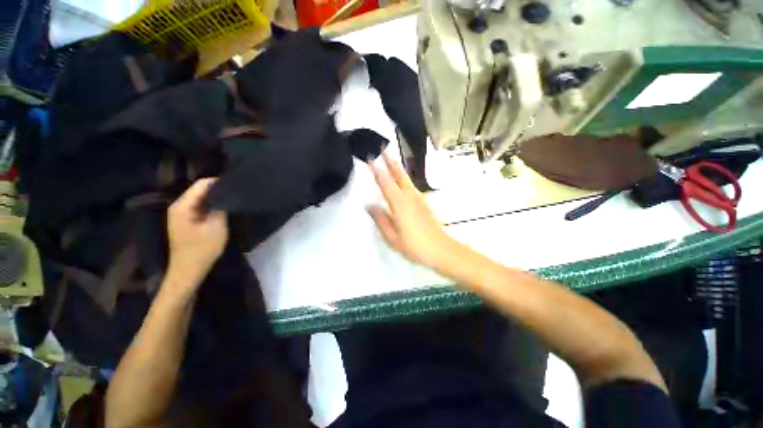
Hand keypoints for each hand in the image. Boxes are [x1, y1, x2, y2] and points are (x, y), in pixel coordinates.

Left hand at [167, 178, 227, 285]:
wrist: (188, 270)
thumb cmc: (202, 249)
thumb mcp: (216, 227)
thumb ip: (220, 208)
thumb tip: (227, 194)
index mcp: (183, 206)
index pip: (201, 184)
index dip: (219, 182)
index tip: (236, 182)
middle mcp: (178, 206)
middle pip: (199, 190)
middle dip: (218, 189)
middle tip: (237, 190)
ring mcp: (180, 214)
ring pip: (200, 198)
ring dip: (215, 197)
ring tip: (233, 197)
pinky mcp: (185, 220)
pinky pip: (199, 206)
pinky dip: (211, 205)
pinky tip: (223, 208)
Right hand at [368, 151, 458, 269]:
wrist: (442, 251)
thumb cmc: (416, 247)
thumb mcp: (393, 238)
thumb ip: (381, 220)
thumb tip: (370, 206)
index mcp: (400, 205)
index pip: (385, 183)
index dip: (377, 170)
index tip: (371, 157)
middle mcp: (410, 198)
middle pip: (399, 175)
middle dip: (390, 160)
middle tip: (383, 147)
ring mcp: (419, 199)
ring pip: (406, 179)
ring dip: (397, 168)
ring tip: (390, 159)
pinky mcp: (425, 203)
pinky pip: (412, 186)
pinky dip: (404, 179)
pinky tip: (402, 181)